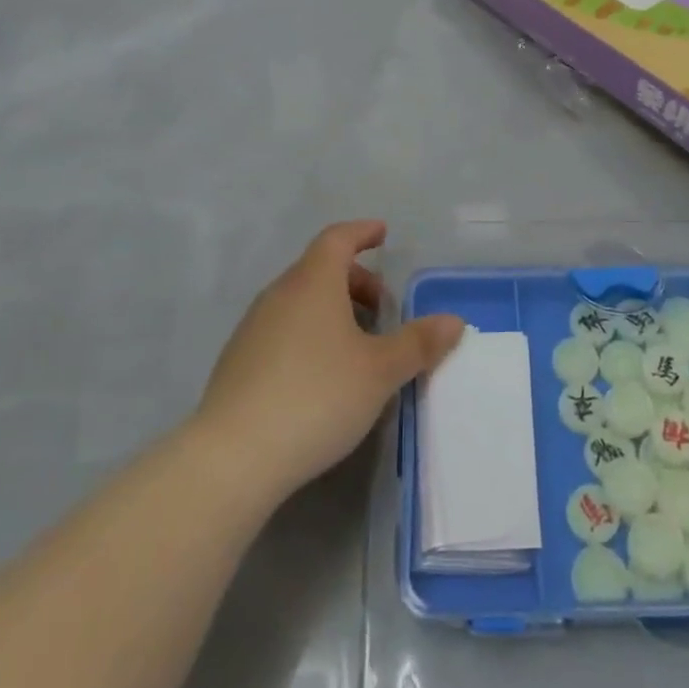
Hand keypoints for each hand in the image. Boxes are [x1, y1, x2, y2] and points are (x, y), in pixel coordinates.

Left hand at [192, 220, 464, 500]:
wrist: (234, 455)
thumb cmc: (317, 397)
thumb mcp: (380, 371)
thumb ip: (418, 343)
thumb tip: (454, 321)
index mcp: (313, 282)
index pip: (338, 238)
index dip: (362, 232)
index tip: (382, 234)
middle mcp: (279, 294)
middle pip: (319, 268)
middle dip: (355, 279)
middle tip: (382, 307)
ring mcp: (253, 327)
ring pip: (300, 300)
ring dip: (332, 308)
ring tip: (357, 344)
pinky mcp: (238, 360)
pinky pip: (282, 328)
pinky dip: (309, 332)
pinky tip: (321, 373)